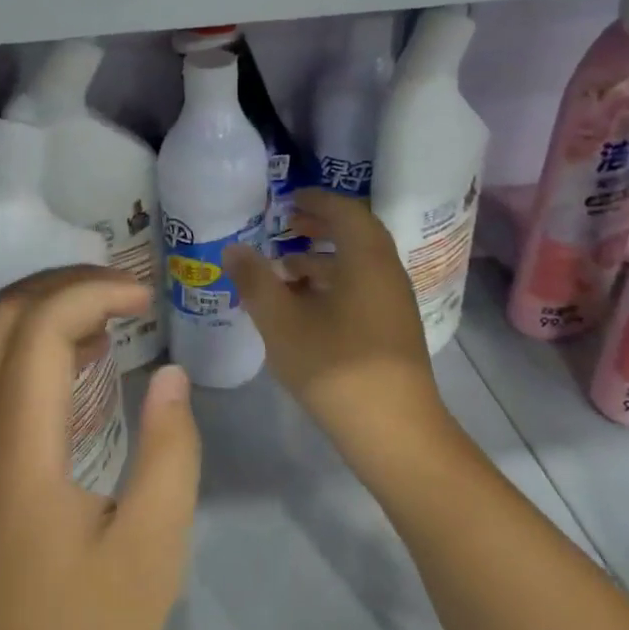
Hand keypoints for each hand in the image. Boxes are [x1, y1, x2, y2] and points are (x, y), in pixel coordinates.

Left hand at [0, 266, 200, 629]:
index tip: (147, 299)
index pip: (41, 325)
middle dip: (64, 283)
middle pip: (1, 314)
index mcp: (17, 445)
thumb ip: (170, 453)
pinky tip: (81, 367)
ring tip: (112, 317)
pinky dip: (34, 346)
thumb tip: (171, 375)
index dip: (94, 292)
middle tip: (126, 293)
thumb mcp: (150, 552)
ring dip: (47, 310)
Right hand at [226, 190, 448, 457]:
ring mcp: (394, 303)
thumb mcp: (282, 322)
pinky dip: (333, 286)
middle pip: (355, 235)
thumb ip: (256, 281)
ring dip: (323, 260)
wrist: (394, 430)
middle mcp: (387, 273)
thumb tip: (234, 249)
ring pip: (358, 266)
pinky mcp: (393, 330)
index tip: (288, 200)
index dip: (316, 200)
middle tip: (285, 227)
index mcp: (366, 259)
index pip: (345, 211)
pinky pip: (362, 290)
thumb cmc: (335, 366)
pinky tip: (305, 310)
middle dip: (319, 227)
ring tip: (284, 271)